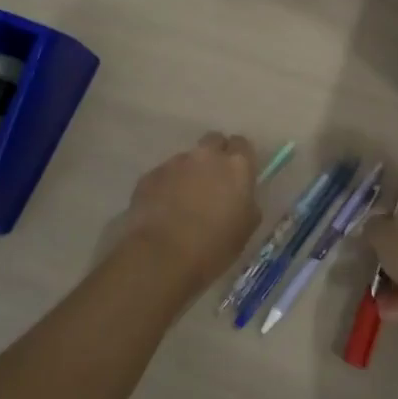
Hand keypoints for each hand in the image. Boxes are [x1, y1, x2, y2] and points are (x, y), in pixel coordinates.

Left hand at [120, 133, 260, 291]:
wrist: (162, 257)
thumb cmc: (214, 247)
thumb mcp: (246, 228)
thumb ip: (247, 203)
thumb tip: (242, 197)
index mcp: (236, 166)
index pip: (242, 144)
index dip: (240, 159)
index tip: (237, 176)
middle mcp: (206, 156)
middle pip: (213, 141)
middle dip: (214, 156)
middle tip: (212, 183)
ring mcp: (175, 163)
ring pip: (186, 159)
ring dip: (188, 174)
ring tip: (183, 203)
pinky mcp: (150, 175)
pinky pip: (163, 175)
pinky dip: (166, 187)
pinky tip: (163, 211)